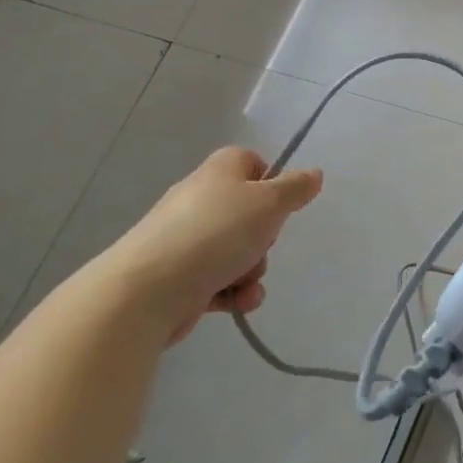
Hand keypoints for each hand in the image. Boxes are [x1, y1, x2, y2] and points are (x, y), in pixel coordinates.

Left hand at [98, 147, 322, 343]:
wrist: (148, 290)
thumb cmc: (217, 234)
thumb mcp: (270, 203)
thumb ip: (296, 188)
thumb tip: (313, 174)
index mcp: (218, 173)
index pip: (249, 162)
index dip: (270, 179)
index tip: (280, 201)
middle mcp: (199, 201)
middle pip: (248, 211)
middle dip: (265, 235)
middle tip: (263, 243)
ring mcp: (185, 240)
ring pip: (237, 250)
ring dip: (253, 269)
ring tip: (246, 281)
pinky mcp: (177, 276)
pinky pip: (219, 280)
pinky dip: (233, 292)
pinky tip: (237, 301)